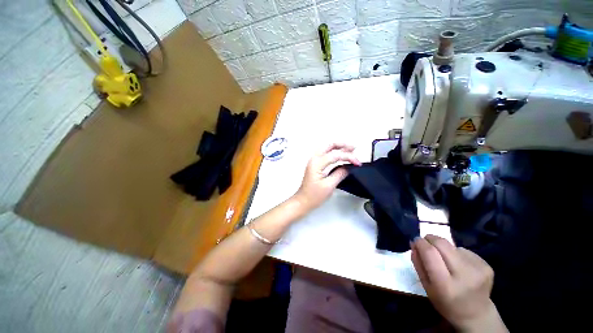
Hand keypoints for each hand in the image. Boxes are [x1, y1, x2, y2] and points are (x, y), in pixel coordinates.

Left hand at [293, 143, 360, 211]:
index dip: (348, 157)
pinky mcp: (315, 165)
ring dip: (338, 147)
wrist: (303, 201)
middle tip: (353, 148)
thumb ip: (340, 174)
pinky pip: (325, 154)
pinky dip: (334, 152)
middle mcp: (314, 159)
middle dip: (342, 145)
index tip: (357, 163)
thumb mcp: (329, 186)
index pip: (335, 155)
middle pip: (329, 145)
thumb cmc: (314, 196)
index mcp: (317, 163)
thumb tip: (349, 167)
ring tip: (350, 149)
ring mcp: (313, 161)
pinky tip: (340, 155)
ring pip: (327, 148)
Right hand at [411, 235, 506, 332]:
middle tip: (426, 243)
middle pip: (442, 243)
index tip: (415, 240)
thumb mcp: (427, 287)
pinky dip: (457, 254)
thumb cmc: (446, 302)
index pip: (430, 253)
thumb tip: (414, 243)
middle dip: (430, 239)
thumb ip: (418, 264)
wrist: (476, 315)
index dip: (420, 243)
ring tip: (446, 261)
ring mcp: (478, 269)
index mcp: (446, 285)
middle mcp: (464, 275)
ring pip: (452, 246)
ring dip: (444, 248)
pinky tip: (460, 266)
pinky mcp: (487, 265)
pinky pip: (464, 250)